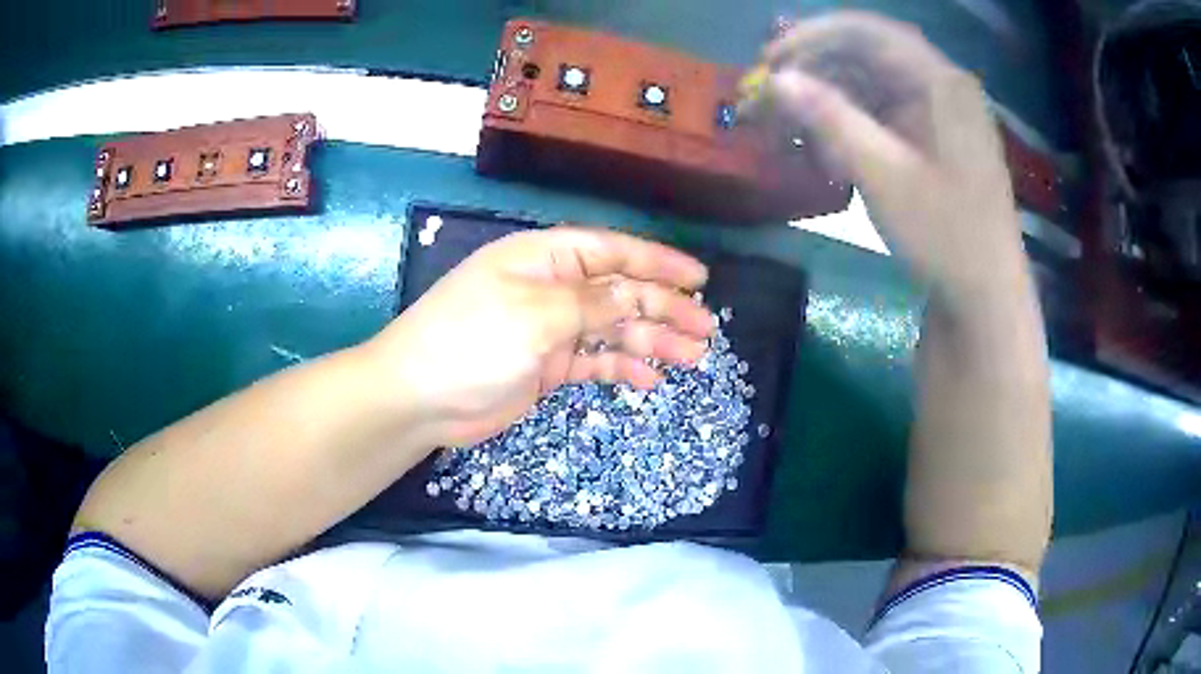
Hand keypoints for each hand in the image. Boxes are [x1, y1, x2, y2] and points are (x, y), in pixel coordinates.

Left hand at [367, 226, 713, 447]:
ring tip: (691, 359)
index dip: (659, 262)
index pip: (613, 250)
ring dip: (651, 341)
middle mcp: (552, 287)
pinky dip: (621, 367)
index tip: (700, 279)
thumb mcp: (536, 314)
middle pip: (620, 292)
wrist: (419, 398)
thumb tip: (639, 296)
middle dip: (665, 309)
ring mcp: (550, 328)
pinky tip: (649, 379)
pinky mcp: (547, 365)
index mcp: (545, 258)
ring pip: (613, 328)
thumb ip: (593, 303)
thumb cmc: (472, 341)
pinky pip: (594, 360)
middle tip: (705, 330)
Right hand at [748, 12, 1027, 302]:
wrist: (985, 299)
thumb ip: (831, 119)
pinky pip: (879, 116)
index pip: (867, 32)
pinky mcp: (929, 140)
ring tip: (788, 130)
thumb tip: (777, 80)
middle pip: (865, 56)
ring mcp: (936, 114)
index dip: (812, 37)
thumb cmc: (947, 237)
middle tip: (769, 97)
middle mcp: (939, 86)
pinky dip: (846, 127)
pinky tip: (824, 152)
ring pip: (868, 87)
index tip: (769, 62)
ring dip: (825, 102)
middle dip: (813, 72)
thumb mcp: (885, 177)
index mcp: (941, 82)